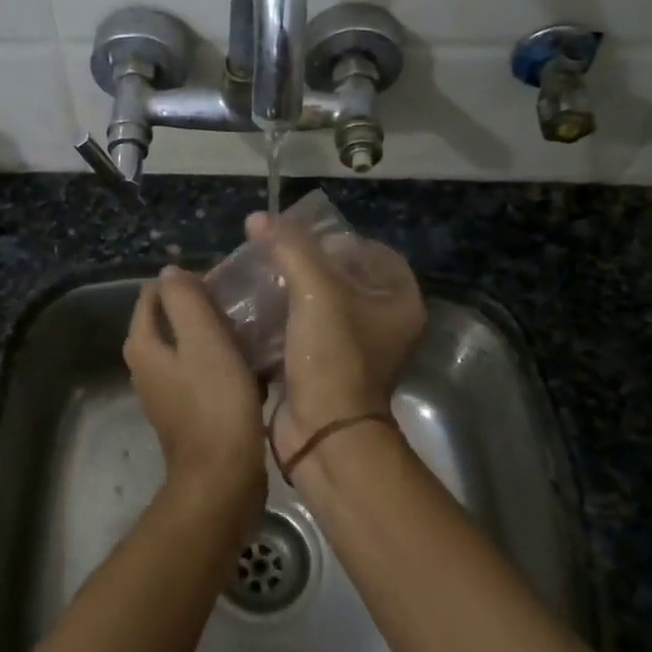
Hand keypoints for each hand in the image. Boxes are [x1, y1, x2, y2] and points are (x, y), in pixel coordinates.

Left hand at [124, 265, 267, 521]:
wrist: (222, 478)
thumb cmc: (214, 402)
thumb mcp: (202, 339)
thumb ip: (184, 299)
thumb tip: (171, 272)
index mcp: (142, 344)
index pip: (154, 293)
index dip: (187, 282)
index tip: (224, 285)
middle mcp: (146, 366)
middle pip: (172, 319)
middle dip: (204, 307)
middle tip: (242, 306)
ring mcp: (166, 391)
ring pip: (191, 346)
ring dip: (217, 336)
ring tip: (252, 330)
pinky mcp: (188, 412)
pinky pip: (204, 373)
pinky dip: (223, 363)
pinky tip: (253, 365)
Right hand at [245, 212, 425, 462]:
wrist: (323, 432)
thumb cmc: (333, 356)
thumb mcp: (315, 292)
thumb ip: (289, 248)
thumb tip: (259, 219)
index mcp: (399, 301)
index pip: (373, 252)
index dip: (338, 239)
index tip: (301, 237)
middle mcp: (384, 324)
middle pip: (344, 278)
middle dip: (306, 264)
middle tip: (273, 253)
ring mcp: (354, 349)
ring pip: (320, 305)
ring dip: (289, 292)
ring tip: (256, 276)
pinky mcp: (325, 368)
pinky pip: (303, 331)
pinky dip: (281, 320)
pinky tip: (252, 309)